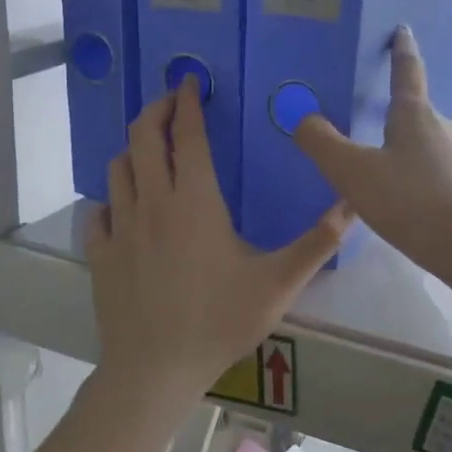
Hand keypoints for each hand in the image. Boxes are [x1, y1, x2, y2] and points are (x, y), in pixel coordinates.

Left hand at [87, 79, 350, 409]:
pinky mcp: (101, 253)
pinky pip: (100, 210)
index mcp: (195, 201)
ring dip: (133, 148)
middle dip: (155, 109)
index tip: (191, 81)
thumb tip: (352, 205)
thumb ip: (317, 242)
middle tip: (170, 99)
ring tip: (150, 147)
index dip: (188, 103)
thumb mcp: (278, 283)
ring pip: (118, 169)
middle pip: (143, 138)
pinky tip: (123, 205)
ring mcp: (121, 227)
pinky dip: (112, 196)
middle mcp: (153, 203)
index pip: (186, 135)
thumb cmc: (219, 321)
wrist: (154, 369)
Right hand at [293, 27, 451, 285]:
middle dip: (396, 119)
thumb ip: (323, 145)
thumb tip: (303, 117)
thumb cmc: (414, 204)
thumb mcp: (355, 175)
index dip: (401, 50)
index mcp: (416, 116)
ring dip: (410, 156)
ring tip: (387, 181)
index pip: (407, 71)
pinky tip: (414, 209)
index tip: (402, 29)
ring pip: (430, 149)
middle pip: (418, 115)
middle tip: (369, 132)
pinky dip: (425, 183)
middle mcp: (447, 128)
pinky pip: (442, 177)